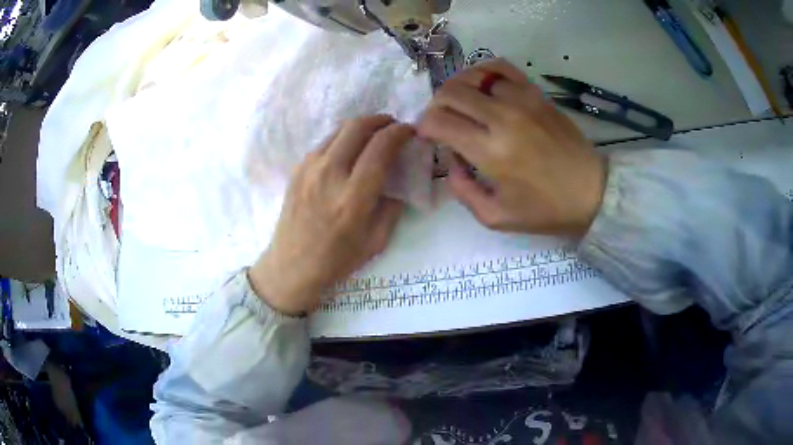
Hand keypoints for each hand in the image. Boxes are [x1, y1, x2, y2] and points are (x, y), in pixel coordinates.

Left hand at [249, 116, 412, 314]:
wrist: (292, 266)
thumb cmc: (337, 259)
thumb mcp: (377, 240)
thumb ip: (393, 205)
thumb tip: (400, 177)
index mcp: (353, 196)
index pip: (381, 147)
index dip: (400, 132)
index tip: (409, 131)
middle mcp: (329, 174)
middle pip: (357, 126)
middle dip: (380, 120)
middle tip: (393, 126)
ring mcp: (309, 169)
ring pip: (339, 130)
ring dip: (360, 126)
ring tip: (373, 135)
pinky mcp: (297, 169)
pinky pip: (324, 143)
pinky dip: (342, 139)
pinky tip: (349, 151)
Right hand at [418, 59, 606, 235]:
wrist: (591, 191)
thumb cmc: (545, 209)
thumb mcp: (495, 217)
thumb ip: (462, 190)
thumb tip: (450, 160)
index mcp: (490, 152)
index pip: (439, 121)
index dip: (424, 126)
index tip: (428, 135)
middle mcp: (503, 118)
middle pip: (450, 92)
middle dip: (436, 105)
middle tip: (442, 120)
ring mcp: (522, 100)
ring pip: (472, 75)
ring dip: (457, 87)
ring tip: (461, 103)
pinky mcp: (536, 93)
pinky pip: (500, 67)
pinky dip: (483, 72)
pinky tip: (484, 87)